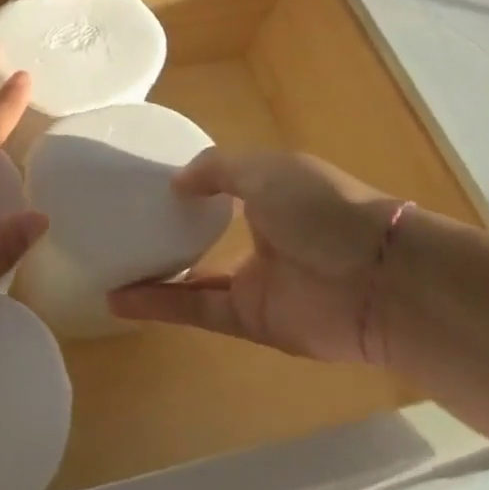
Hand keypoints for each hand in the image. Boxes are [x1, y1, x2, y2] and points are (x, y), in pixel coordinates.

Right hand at [107, 149, 400, 363]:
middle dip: (168, 233)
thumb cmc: (321, 207)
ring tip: (109, 265)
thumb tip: (175, 183)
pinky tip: (121, 298)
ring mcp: (256, 282)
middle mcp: (261, 236)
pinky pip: (197, 311)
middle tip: (119, 225)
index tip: (145, 181)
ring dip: (154, 275)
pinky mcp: (251, 321)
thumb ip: (216, 169)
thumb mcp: (264, 168)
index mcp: (271, 194)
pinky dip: (160, 305)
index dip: (190, 186)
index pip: (223, 188)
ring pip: (194, 279)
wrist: (379, 280)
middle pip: (206, 236)